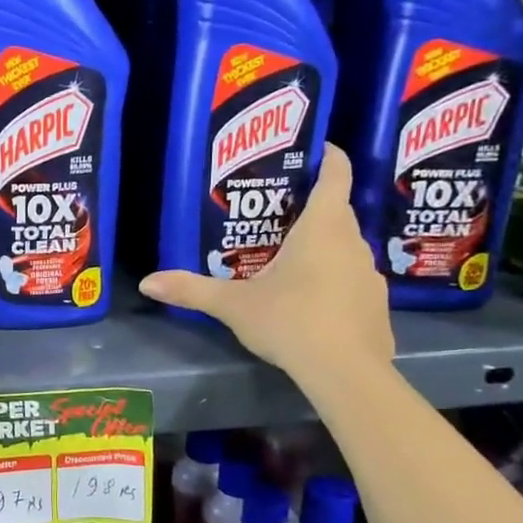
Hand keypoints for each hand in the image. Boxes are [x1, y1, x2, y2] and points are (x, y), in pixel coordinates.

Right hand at [139, 145, 393, 379]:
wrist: (346, 373)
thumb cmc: (290, 321)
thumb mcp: (233, 305)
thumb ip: (191, 290)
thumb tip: (146, 282)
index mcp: (322, 228)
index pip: (336, 175)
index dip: (328, 156)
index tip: (315, 148)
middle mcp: (353, 243)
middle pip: (338, 212)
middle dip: (311, 207)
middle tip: (276, 213)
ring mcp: (370, 275)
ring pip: (345, 247)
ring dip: (323, 246)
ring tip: (289, 258)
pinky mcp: (376, 305)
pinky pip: (352, 280)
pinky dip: (334, 280)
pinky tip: (311, 302)